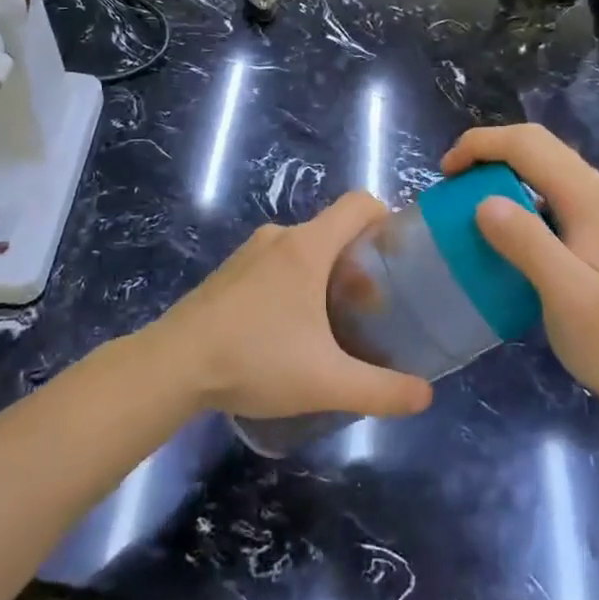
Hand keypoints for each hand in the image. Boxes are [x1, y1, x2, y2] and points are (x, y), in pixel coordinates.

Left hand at [152, 192, 435, 420]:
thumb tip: (426, 396)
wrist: (172, 365)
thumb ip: (382, 390)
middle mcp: (280, 237)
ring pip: (304, 249)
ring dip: (326, 275)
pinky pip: (276, 263)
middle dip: (360, 262)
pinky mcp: (229, 272)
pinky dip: (295, 283)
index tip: (400, 257)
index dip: (387, 219)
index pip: (359, 204)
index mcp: (308, 246)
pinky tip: (289, 330)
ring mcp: (249, 252)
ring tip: (334, 323)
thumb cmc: (255, 359)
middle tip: (373, 307)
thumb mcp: (326, 382)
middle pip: (334, 230)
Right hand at [441, 124, 598, 408]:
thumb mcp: (566, 293)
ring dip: (498, 168)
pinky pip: (544, 188)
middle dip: (486, 150)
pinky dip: (512, 191)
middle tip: (451, 181)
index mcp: (587, 195)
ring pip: (539, 163)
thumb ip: (526, 243)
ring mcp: (595, 206)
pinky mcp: (590, 225)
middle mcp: (594, 188)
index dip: (480, 146)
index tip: (444, 175)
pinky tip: (498, 225)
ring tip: (465, 197)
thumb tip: (482, 203)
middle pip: (534, 143)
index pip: (526, 144)